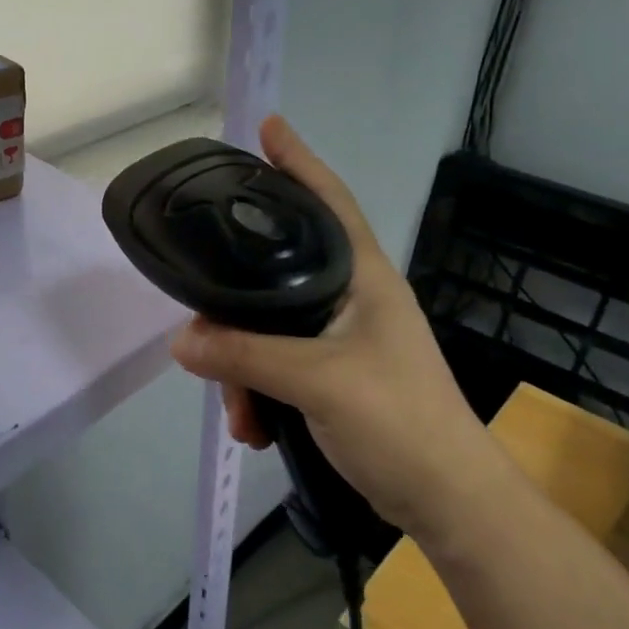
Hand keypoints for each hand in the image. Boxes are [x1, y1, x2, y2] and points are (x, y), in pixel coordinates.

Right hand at [168, 116, 500, 533]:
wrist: (447, 502)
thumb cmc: (400, 422)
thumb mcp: (318, 382)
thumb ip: (245, 356)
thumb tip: (181, 339)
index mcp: (363, 277)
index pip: (328, 201)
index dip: (299, 161)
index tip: (268, 126)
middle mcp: (350, 298)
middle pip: (276, 272)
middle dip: (235, 304)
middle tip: (203, 319)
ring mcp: (341, 338)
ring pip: (267, 328)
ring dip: (242, 367)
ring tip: (240, 411)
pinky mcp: (332, 376)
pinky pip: (275, 366)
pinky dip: (257, 393)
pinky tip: (253, 427)